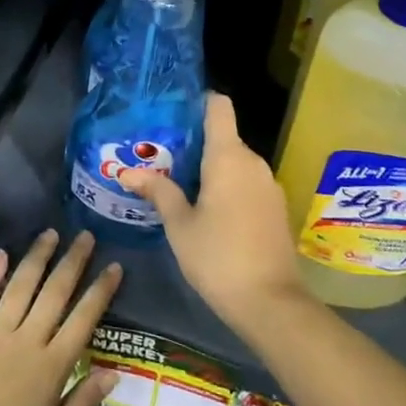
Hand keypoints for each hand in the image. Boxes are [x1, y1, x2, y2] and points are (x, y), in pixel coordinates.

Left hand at [0, 229, 122, 405]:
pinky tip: (2, 253)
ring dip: (37, 258)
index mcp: (51, 367)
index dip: (100, 291)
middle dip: (73, 262)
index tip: (114, 266)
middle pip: (55, 293)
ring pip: (21, 286)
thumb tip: (114, 373)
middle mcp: (26, 341)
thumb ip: (82, 403)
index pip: (83, 319)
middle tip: (85, 236)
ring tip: (50, 234)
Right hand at [119, 93, 309, 332]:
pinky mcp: (276, 207)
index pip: (219, 106)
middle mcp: (253, 162)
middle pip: (224, 136)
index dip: (199, 101)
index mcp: (228, 156)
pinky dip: (228, 186)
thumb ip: (159, 191)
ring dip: (211, 168)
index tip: (174, 113)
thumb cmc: (218, 257)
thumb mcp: (180, 225)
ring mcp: (269, 185)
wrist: (272, 303)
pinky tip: (208, 209)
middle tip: (163, 157)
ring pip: (236, 162)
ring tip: (180, 184)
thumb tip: (128, 172)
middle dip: (196, 143)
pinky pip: (247, 182)